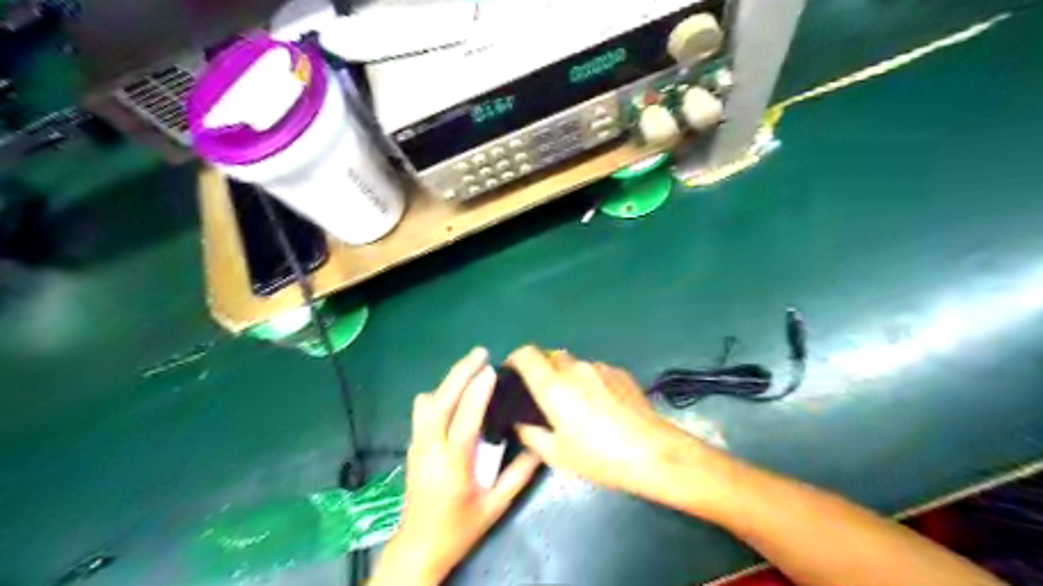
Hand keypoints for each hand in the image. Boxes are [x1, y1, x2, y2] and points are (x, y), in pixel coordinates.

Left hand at [371, 350, 542, 583]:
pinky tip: (456, 393)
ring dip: (448, 382)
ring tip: (470, 369)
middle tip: (479, 354)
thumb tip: (540, 447)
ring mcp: (417, 446)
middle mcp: (430, 450)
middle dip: (459, 374)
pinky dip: (440, 394)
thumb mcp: (495, 506)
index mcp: (452, 466)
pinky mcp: (413, 447)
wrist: (418, 547)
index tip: (491, 370)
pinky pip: (422, 412)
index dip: (477, 393)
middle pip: (440, 402)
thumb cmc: (460, 529)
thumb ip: (519, 475)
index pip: (464, 420)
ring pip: (426, 404)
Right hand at [509, 346, 722, 504]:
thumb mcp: (556, 454)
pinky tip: (601, 405)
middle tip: (544, 396)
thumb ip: (530, 433)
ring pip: (574, 363)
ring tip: (576, 403)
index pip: (526, 353)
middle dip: (542, 369)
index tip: (513, 374)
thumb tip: (519, 421)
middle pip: (550, 355)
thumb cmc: (599, 456)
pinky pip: (595, 370)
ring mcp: (600, 367)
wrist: (652, 452)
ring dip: (567, 376)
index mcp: (553, 385)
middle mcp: (574, 368)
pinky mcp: (620, 372)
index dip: (515, 359)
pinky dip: (589, 380)